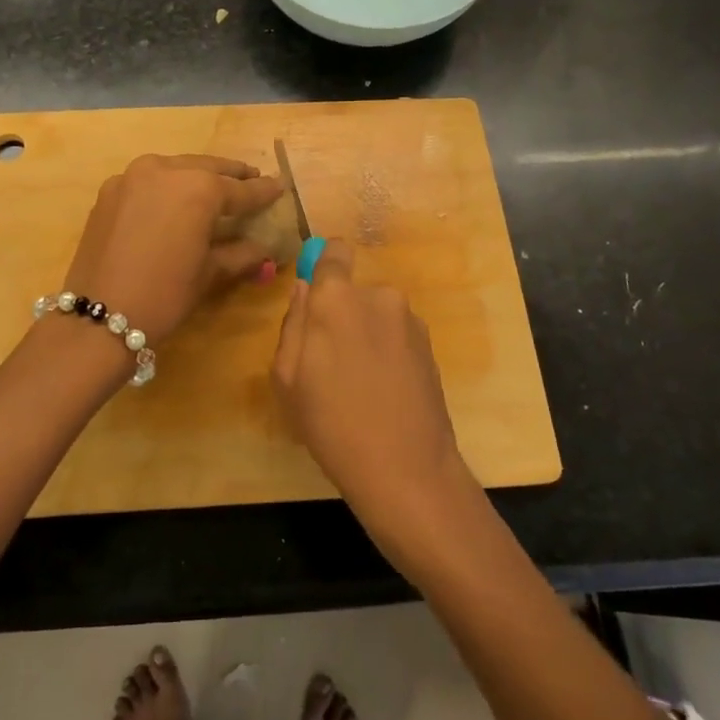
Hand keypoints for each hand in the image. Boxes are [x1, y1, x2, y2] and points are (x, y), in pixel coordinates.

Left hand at [64, 154, 283, 343]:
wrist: (99, 316)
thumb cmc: (164, 294)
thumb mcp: (209, 273)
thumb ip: (240, 253)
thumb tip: (264, 250)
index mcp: (198, 187)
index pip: (240, 189)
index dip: (262, 191)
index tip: (280, 186)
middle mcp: (165, 169)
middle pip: (207, 168)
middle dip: (231, 175)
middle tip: (251, 178)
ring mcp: (132, 176)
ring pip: (175, 168)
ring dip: (197, 175)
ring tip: (215, 186)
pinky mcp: (110, 190)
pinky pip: (148, 180)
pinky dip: (167, 184)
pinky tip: (175, 199)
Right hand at [271, 241, 478, 552]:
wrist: (406, 468)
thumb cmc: (331, 423)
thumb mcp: (288, 377)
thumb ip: (294, 323)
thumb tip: (306, 289)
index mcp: (338, 298)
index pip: (334, 251)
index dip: (325, 266)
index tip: (317, 298)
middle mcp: (378, 296)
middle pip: (353, 292)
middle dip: (342, 315)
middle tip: (330, 363)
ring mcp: (410, 320)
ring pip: (376, 315)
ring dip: (366, 335)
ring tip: (360, 385)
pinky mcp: (430, 346)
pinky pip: (397, 335)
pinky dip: (388, 353)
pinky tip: (384, 393)